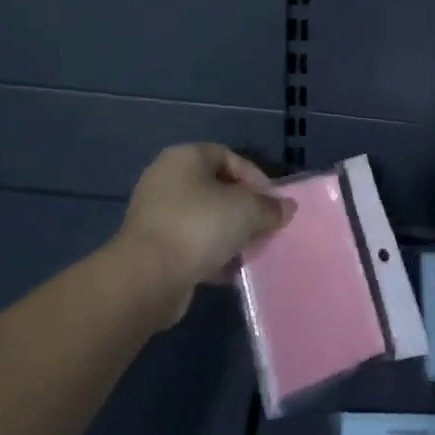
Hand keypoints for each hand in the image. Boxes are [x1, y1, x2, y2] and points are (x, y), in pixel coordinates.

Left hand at [115, 143, 293, 326]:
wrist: (147, 277)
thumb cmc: (199, 226)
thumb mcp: (247, 210)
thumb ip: (270, 207)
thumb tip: (286, 208)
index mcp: (185, 157)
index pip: (229, 156)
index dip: (255, 177)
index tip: (272, 203)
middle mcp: (166, 179)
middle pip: (217, 189)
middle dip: (245, 210)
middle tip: (265, 228)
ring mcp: (156, 214)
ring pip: (205, 219)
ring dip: (230, 235)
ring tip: (251, 252)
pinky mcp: (153, 247)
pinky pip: (191, 244)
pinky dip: (212, 254)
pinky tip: (230, 271)